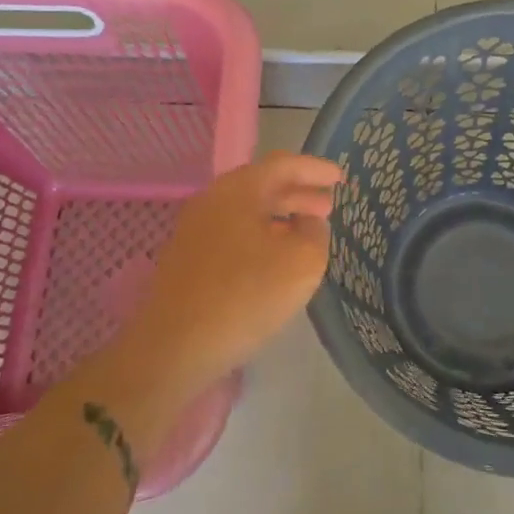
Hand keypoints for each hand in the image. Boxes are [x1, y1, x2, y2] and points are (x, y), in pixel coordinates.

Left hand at [113, 152, 342, 399]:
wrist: (173, 348)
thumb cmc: (244, 297)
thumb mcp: (302, 263)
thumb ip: (315, 233)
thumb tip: (308, 222)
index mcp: (238, 190)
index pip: (283, 165)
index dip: (315, 169)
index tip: (341, 178)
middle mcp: (212, 201)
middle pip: (262, 186)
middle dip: (299, 194)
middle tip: (329, 207)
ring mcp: (195, 230)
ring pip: (247, 212)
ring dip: (280, 217)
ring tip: (308, 233)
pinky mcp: (188, 259)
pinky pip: (233, 234)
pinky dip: (261, 236)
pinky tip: (275, 259)